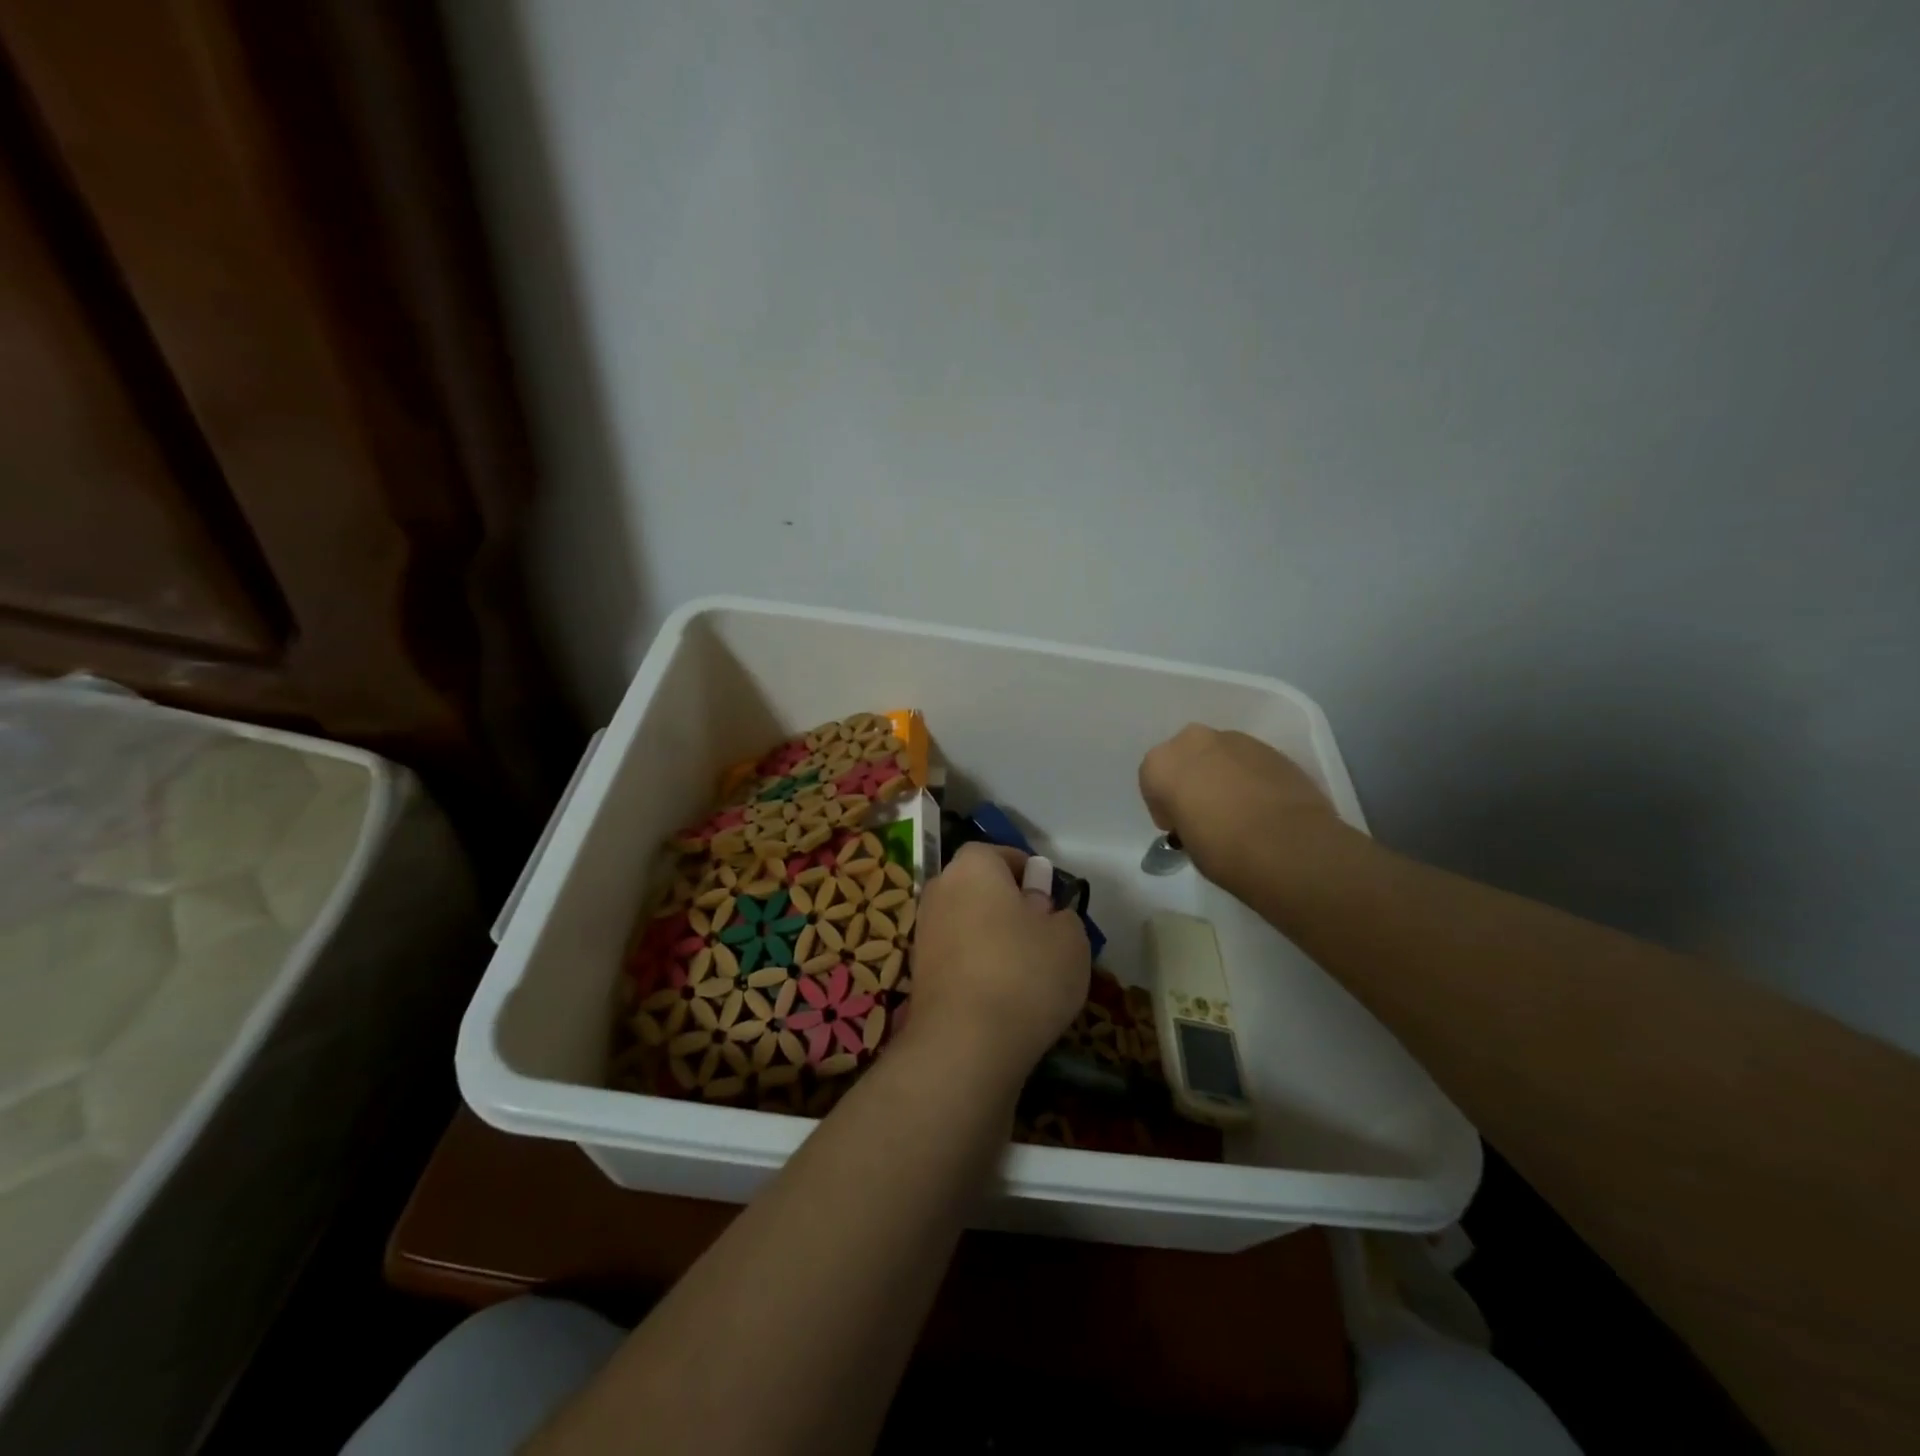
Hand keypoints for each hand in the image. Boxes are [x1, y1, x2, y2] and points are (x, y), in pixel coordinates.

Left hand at [905, 844, 1089, 1088]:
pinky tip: (1002, 997)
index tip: (1051, 900)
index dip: (1030, 874)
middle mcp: (940, 889)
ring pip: (968, 924)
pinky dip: (977, 968)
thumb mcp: (1070, 939)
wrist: (964, 1044)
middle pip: (981, 889)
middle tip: (1042, 936)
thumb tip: (1042, 914)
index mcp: (973, 866)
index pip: (1001, 854)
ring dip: (992, 939)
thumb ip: (1061, 915)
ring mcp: (923, 932)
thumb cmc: (1024, 974)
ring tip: (1026, 973)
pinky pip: (958, 957)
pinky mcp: (918, 973)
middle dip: (1009, 906)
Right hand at [1139, 725, 1343, 885]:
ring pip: (1219, 756)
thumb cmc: (1222, 851)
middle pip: (1185, 758)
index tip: (1178, 826)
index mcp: (1161, 763)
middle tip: (1206, 812)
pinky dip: (1250, 778)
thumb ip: (1184, 819)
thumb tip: (1199, 818)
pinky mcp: (1272, 748)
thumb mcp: (1186, 842)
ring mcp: (1236, 740)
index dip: (1165, 806)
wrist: (1288, 846)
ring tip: (1240, 810)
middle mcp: (1193, 741)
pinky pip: (1249, 762)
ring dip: (1222, 776)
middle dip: (1192, 779)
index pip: (1152, 782)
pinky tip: (1263, 806)